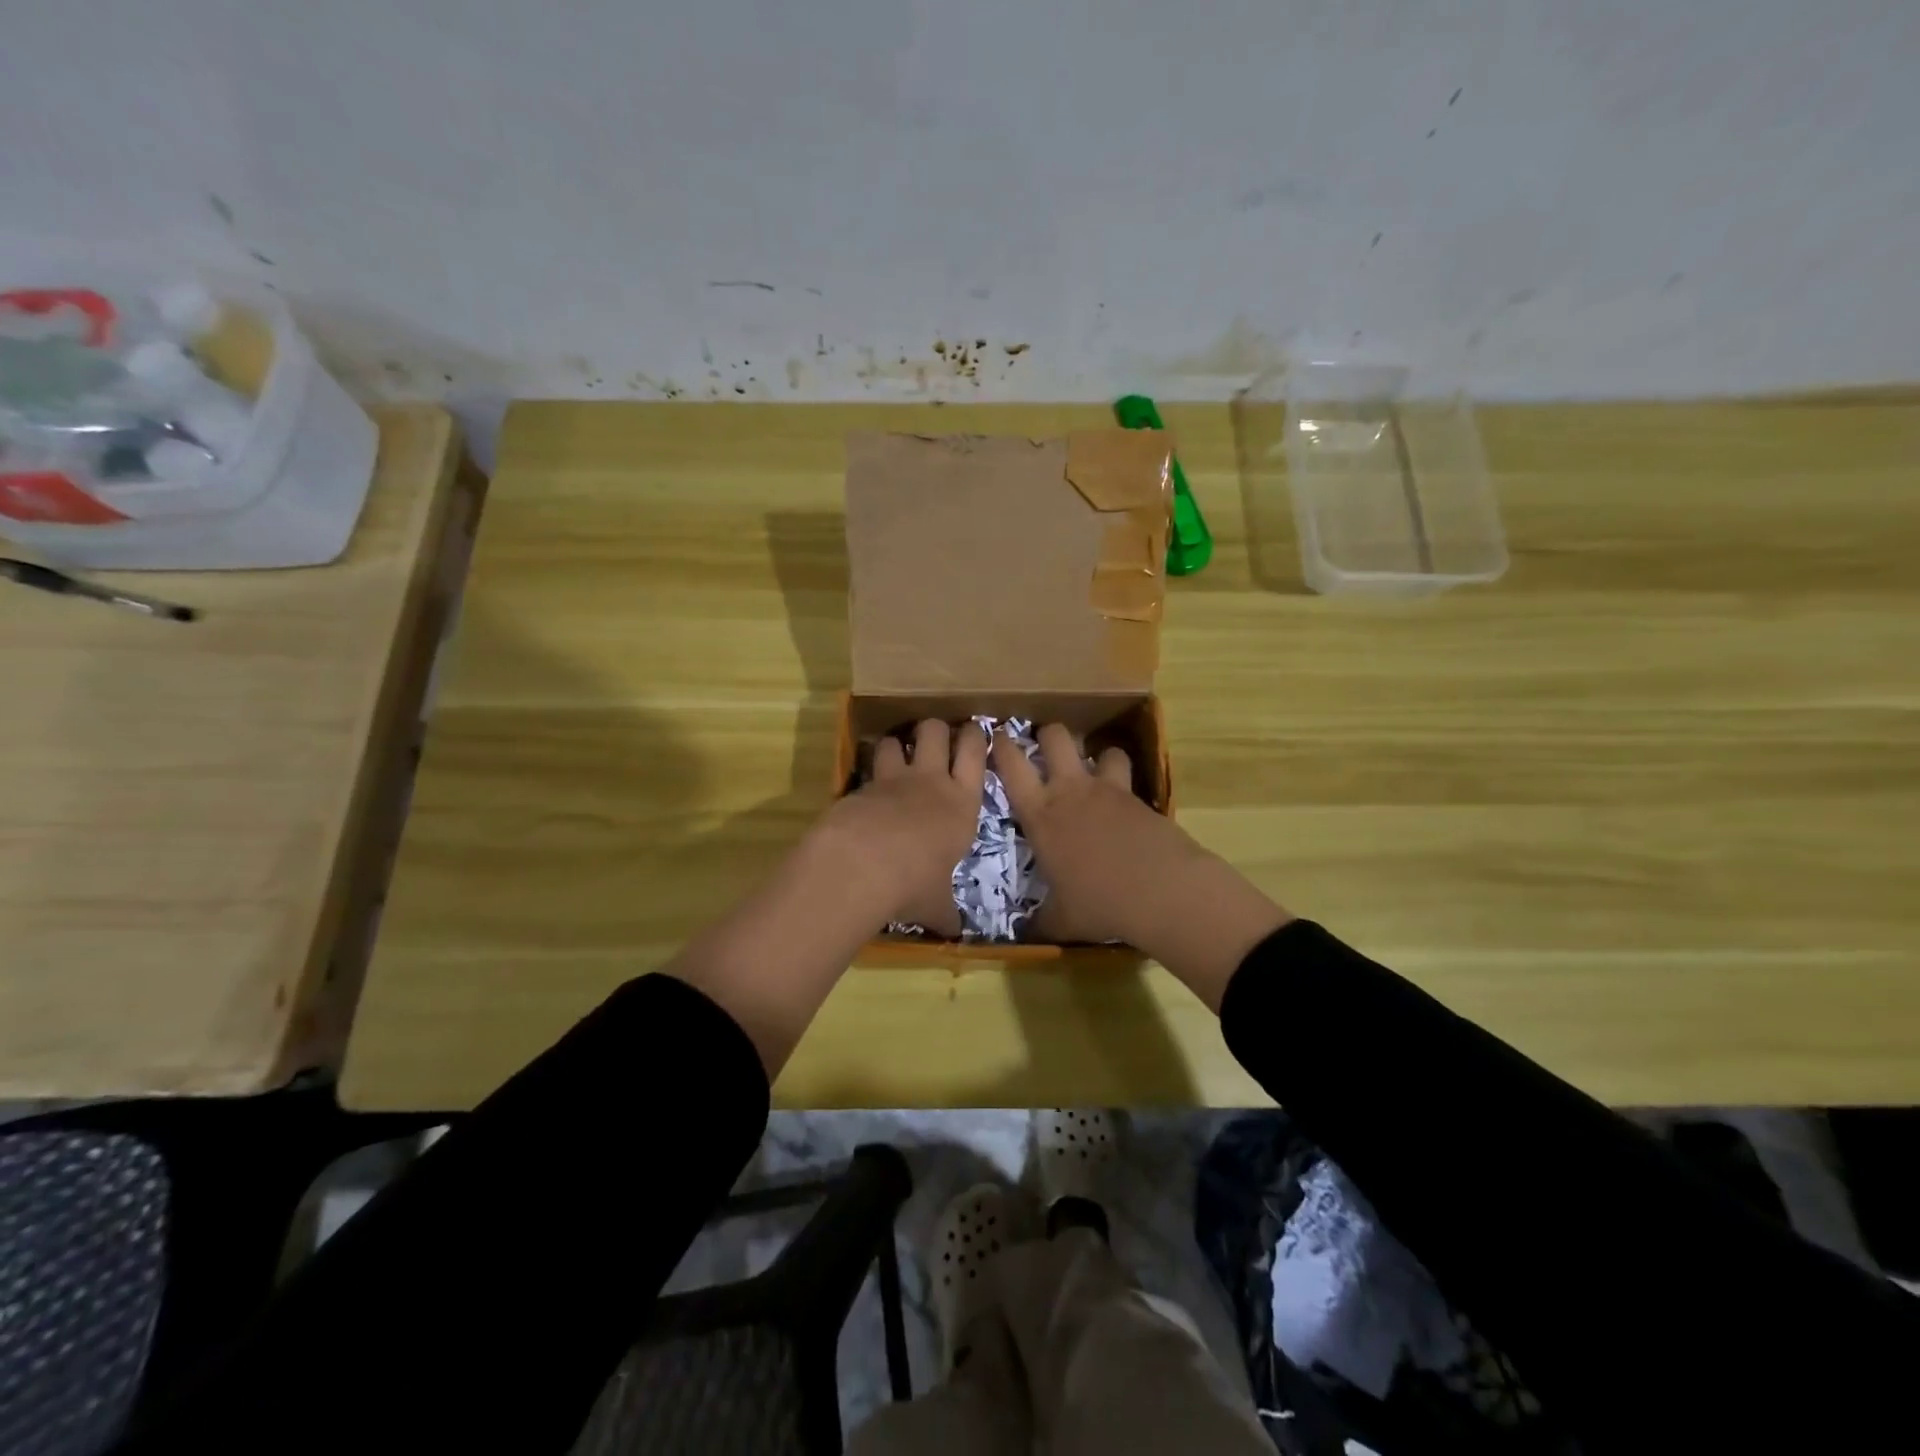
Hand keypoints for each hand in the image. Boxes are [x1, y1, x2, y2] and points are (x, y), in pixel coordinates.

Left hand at [812, 719, 985, 934]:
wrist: (862, 867)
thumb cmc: (914, 885)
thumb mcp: (937, 905)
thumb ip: (946, 913)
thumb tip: (954, 934)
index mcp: (962, 804)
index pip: (976, 754)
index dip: (975, 737)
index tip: (973, 731)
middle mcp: (930, 782)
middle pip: (936, 730)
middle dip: (935, 729)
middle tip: (934, 738)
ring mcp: (892, 779)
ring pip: (896, 739)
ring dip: (896, 744)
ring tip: (896, 755)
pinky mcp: (859, 786)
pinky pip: (866, 769)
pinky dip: (868, 774)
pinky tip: (866, 790)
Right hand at [993, 724, 1291, 1008]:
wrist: (1161, 891)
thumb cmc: (1099, 903)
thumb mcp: (1061, 920)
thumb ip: (1040, 921)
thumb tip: (1025, 937)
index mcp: (1040, 815)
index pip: (1012, 766)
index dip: (1001, 746)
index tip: (997, 738)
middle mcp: (1071, 791)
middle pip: (1055, 737)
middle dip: (1049, 734)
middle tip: (1046, 748)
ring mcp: (1108, 790)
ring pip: (1100, 749)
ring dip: (1097, 757)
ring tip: (1097, 773)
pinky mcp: (1140, 797)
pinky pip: (1128, 777)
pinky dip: (1123, 784)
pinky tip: (1125, 807)